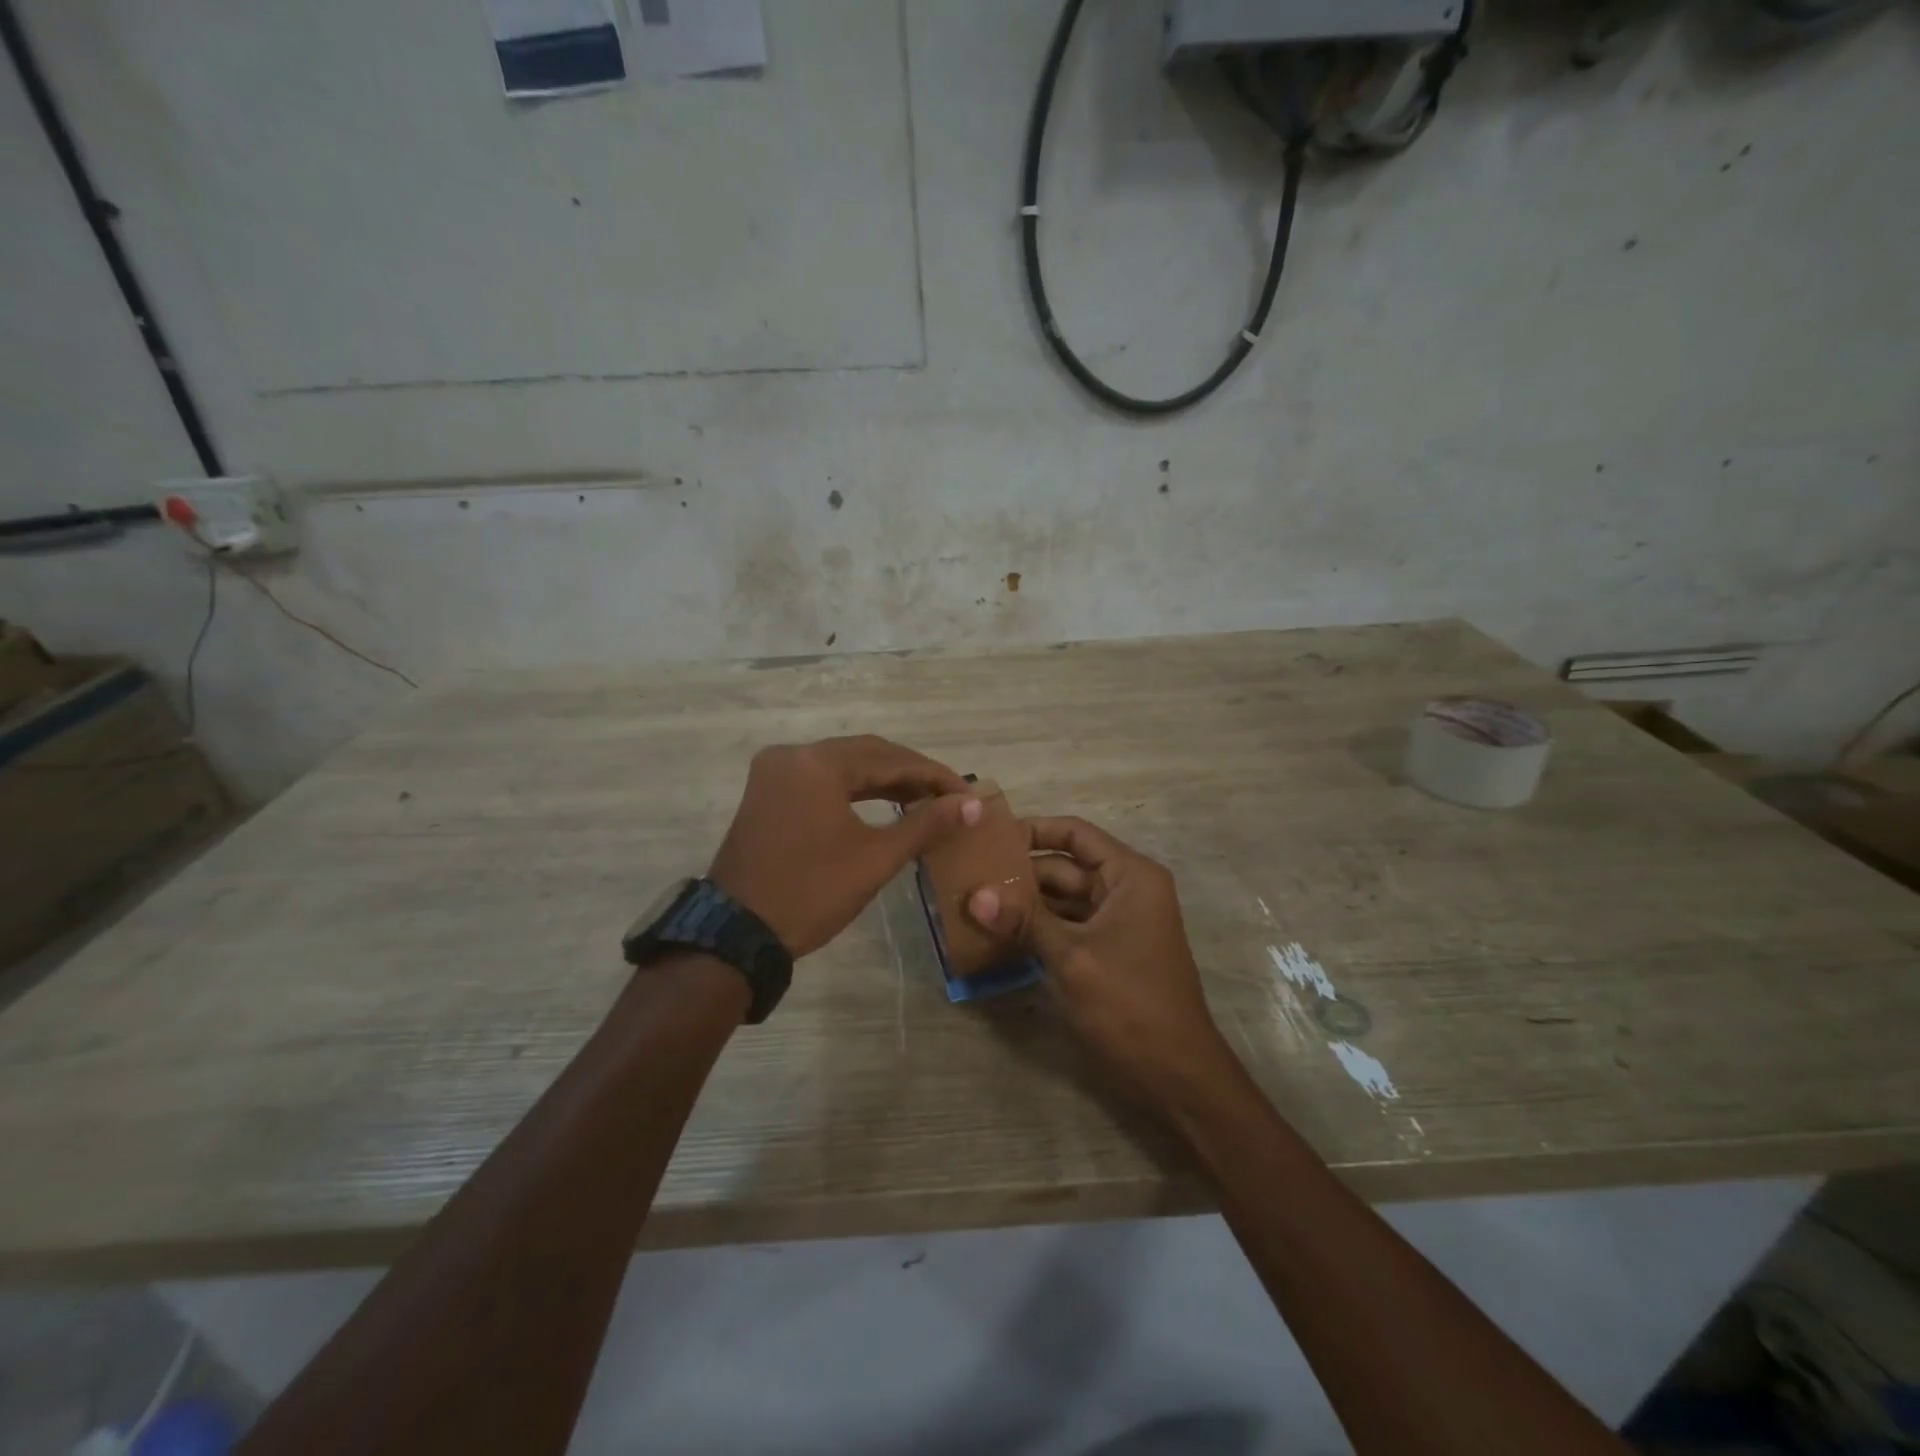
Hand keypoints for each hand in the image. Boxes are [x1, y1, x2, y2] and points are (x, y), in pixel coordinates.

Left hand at [710, 735, 981, 957]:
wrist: (737, 935)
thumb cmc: (811, 893)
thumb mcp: (875, 859)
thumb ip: (926, 824)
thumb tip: (971, 805)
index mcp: (817, 763)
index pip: (890, 758)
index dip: (934, 775)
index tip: (968, 794)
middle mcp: (792, 755)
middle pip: (866, 754)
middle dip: (911, 774)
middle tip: (951, 797)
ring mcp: (775, 773)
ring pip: (844, 766)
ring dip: (885, 781)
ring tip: (925, 801)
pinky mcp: (767, 793)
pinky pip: (822, 780)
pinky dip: (855, 790)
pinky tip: (884, 805)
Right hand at [965, 816, 1237, 1111]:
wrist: (1175, 1076)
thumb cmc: (1130, 1005)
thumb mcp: (1072, 958)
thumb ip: (1024, 921)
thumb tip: (975, 897)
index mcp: (1130, 876)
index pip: (1075, 834)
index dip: (1033, 830)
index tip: (989, 836)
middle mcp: (1125, 890)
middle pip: (1064, 867)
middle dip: (1019, 873)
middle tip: (967, 874)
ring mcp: (1115, 923)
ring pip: (1061, 900)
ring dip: (1023, 903)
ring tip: (972, 900)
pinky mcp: (1105, 952)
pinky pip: (1065, 927)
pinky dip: (1035, 928)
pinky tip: (995, 933)